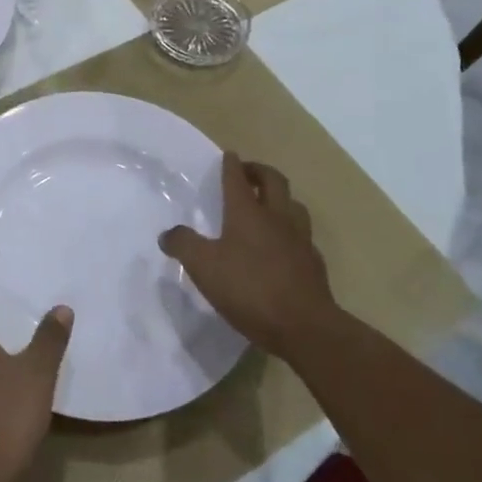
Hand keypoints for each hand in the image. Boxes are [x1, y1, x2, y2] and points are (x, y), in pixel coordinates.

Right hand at [159, 153, 337, 362]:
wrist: (305, 326)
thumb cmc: (250, 289)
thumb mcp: (204, 267)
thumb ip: (183, 245)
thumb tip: (167, 233)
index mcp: (248, 213)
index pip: (238, 179)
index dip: (231, 165)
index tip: (229, 155)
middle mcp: (277, 218)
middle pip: (274, 181)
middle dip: (260, 171)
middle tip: (248, 172)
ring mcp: (300, 239)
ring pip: (294, 205)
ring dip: (280, 198)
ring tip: (269, 205)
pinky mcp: (313, 263)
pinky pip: (302, 235)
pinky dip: (291, 231)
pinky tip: (284, 245)